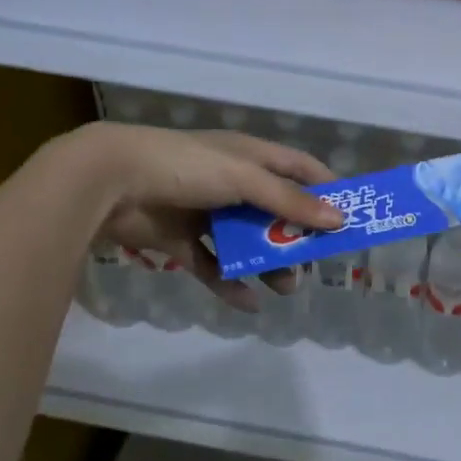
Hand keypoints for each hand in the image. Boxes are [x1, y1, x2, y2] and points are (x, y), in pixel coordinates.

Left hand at [80, 123, 342, 309]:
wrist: (110, 183)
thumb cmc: (185, 167)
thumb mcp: (244, 178)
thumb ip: (289, 200)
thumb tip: (338, 220)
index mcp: (249, 157)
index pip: (299, 168)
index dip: (326, 188)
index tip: (351, 215)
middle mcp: (231, 183)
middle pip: (276, 211)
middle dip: (297, 237)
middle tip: (315, 263)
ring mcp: (205, 213)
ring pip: (246, 242)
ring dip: (268, 264)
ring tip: (285, 288)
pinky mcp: (181, 241)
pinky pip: (213, 265)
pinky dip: (230, 283)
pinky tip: (247, 303)